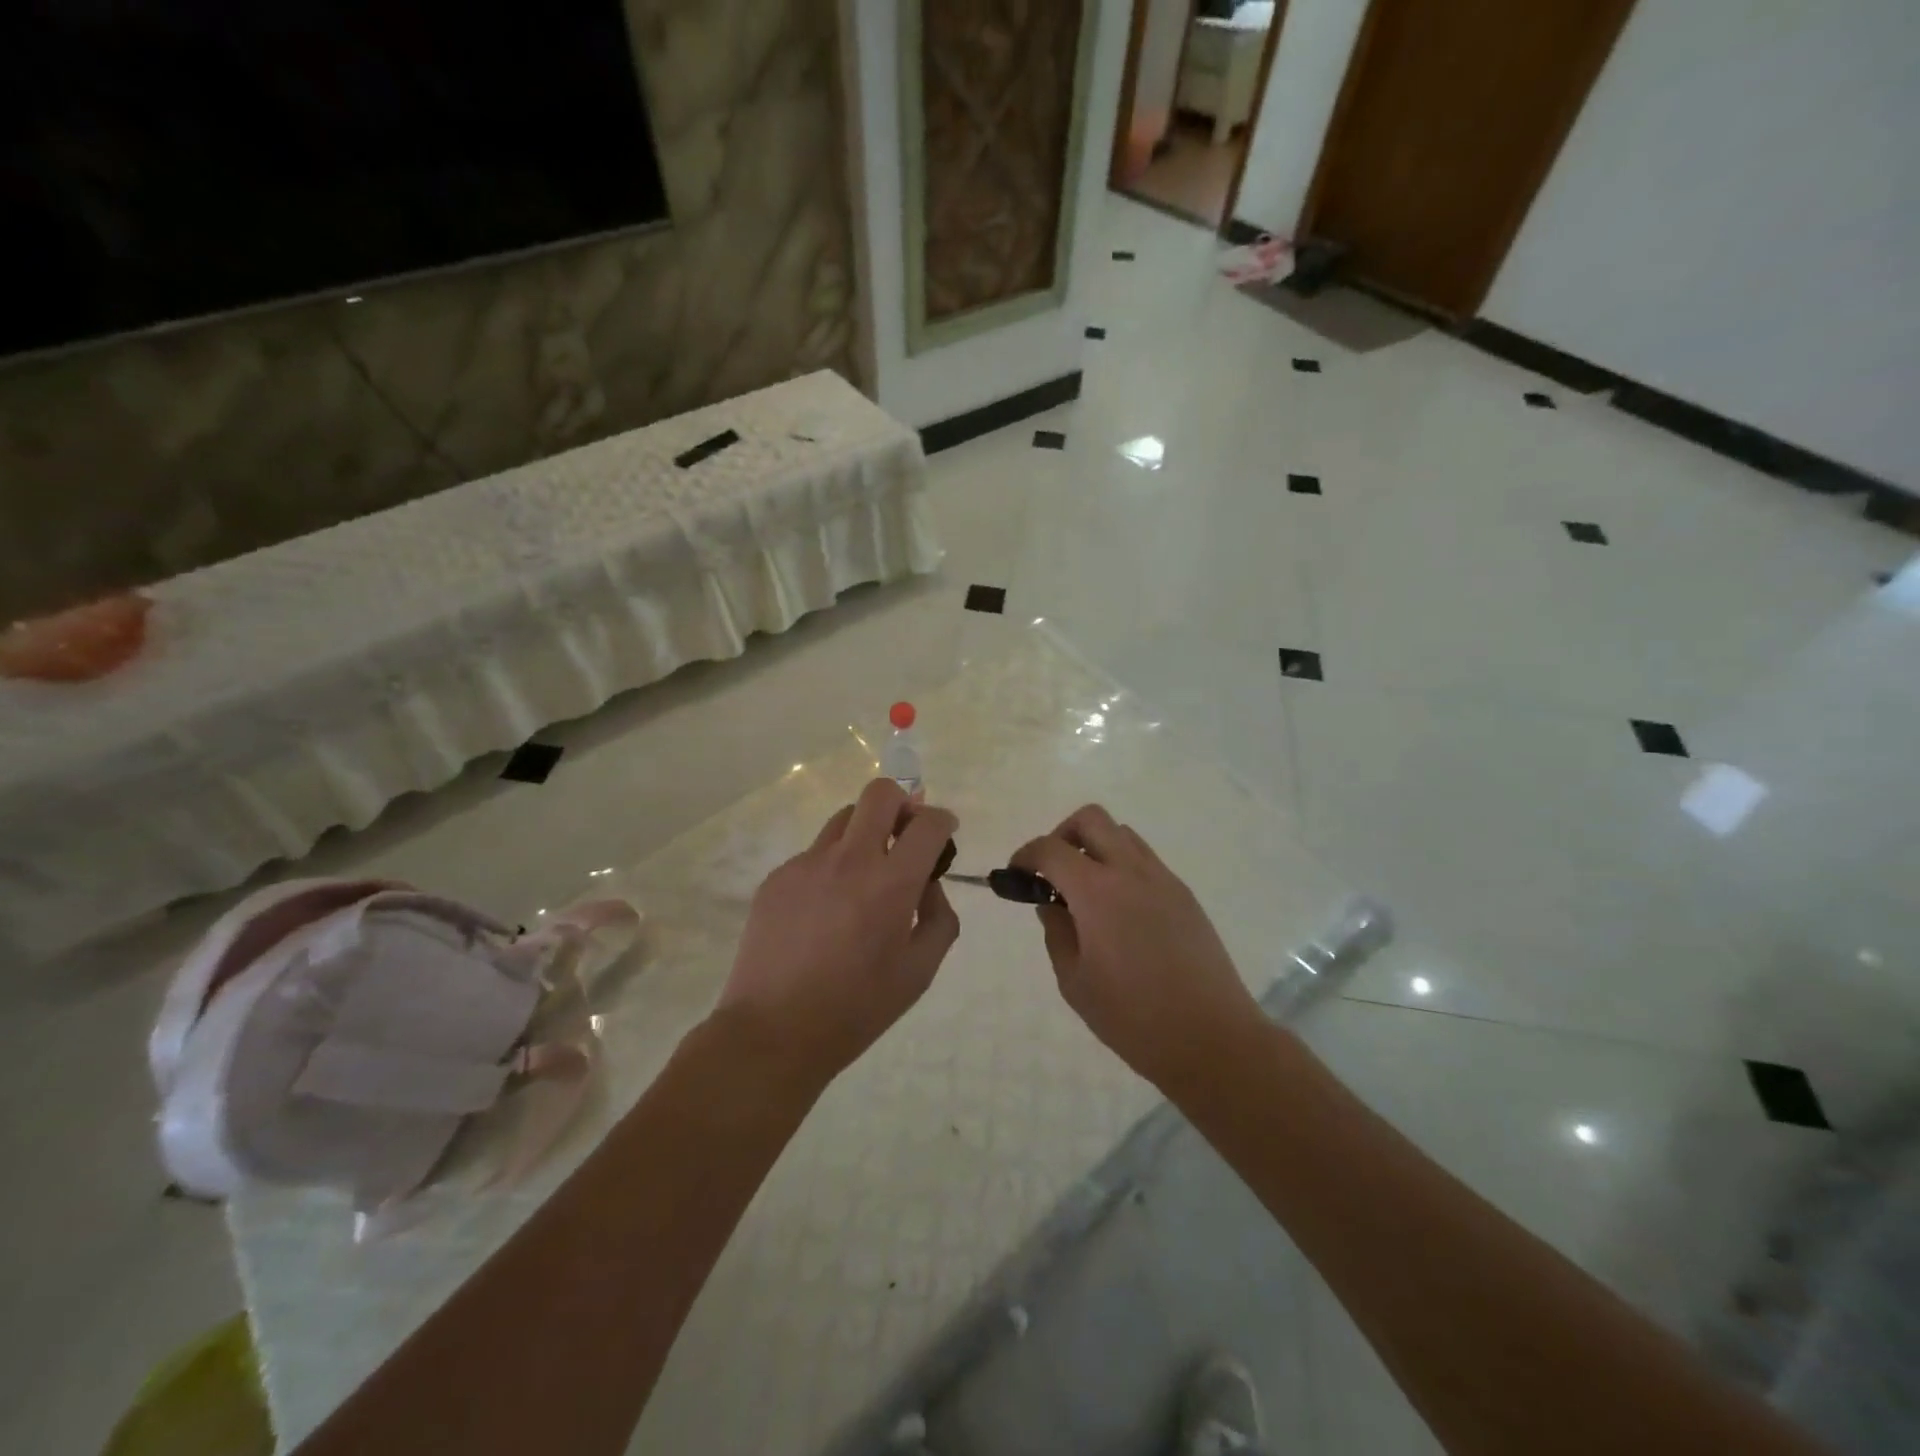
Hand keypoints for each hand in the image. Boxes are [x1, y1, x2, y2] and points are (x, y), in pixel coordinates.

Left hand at [715, 778, 959, 1089]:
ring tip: (863, 876)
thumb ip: (939, 919)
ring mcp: (807, 864)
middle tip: (905, 833)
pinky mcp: (777, 877)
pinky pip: (814, 855)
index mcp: (891, 884)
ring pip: (844, 818)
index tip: (943, 833)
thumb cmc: (856, 1009)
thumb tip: (928, 886)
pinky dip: (831, 868)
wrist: (773, 1032)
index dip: (943, 821)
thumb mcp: (919, 972)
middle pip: (880, 793)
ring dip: (865, 832)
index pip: (928, 823)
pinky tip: (824, 912)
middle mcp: (849, 860)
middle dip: (902, 802)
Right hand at [1012, 805, 1265, 1095]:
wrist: (1212, 1039)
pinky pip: (1146, 860)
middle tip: (1053, 873)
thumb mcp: (1075, 982)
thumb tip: (1052, 905)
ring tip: (1087, 893)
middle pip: (1091, 819)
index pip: (1051, 848)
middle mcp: (1131, 872)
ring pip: (1123, 834)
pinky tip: (1120, 912)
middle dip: (1062, 835)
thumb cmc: (1133, 1018)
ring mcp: (1163, 880)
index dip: (1026, 855)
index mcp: (1097, 892)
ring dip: (1096, 848)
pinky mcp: (1185, 896)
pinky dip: (1122, 867)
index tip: (1016, 875)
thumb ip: (1057, 933)